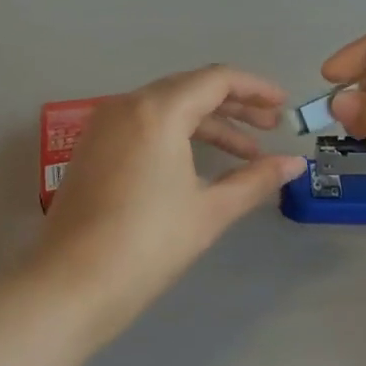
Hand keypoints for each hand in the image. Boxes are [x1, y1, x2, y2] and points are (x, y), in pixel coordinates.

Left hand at [35, 66, 307, 340]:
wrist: (71, 285)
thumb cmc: (148, 244)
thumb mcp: (210, 210)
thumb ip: (255, 179)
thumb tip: (295, 163)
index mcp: (158, 110)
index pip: (216, 80)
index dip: (255, 88)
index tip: (283, 106)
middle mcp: (127, 105)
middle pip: (190, 89)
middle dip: (234, 106)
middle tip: (269, 129)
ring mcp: (104, 125)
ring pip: (166, 108)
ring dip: (207, 124)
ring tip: (245, 154)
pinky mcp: (92, 147)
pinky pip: (144, 125)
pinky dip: (177, 135)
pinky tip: (199, 164)